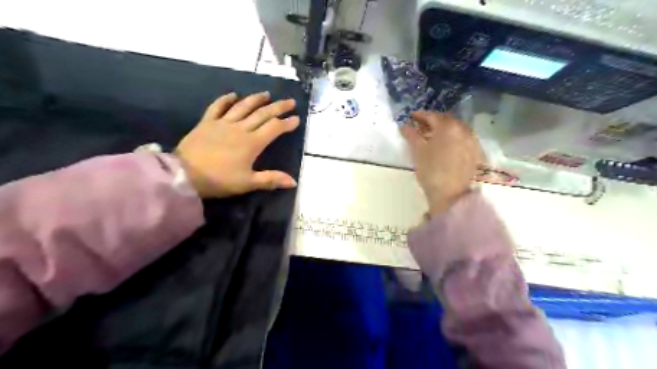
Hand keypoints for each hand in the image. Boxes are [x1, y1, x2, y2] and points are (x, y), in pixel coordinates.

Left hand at [173, 90, 299, 198]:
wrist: (184, 175)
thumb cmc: (219, 180)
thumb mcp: (248, 183)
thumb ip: (271, 179)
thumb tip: (294, 182)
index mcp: (252, 143)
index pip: (274, 128)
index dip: (287, 123)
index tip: (297, 119)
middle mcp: (240, 128)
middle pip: (262, 114)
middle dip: (278, 107)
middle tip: (290, 101)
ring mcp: (223, 123)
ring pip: (243, 107)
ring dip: (256, 99)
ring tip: (267, 94)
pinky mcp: (207, 123)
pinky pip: (218, 107)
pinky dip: (226, 100)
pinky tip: (233, 95)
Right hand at [398, 111, 483, 213]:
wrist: (452, 195)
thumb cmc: (432, 171)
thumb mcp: (418, 152)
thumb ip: (412, 135)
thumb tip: (405, 126)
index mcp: (448, 127)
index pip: (432, 116)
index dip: (419, 115)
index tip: (410, 116)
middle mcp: (463, 129)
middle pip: (446, 120)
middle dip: (432, 121)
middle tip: (420, 126)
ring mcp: (472, 141)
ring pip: (456, 129)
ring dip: (443, 129)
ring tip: (431, 136)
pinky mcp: (476, 152)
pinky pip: (462, 138)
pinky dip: (452, 138)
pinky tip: (445, 146)